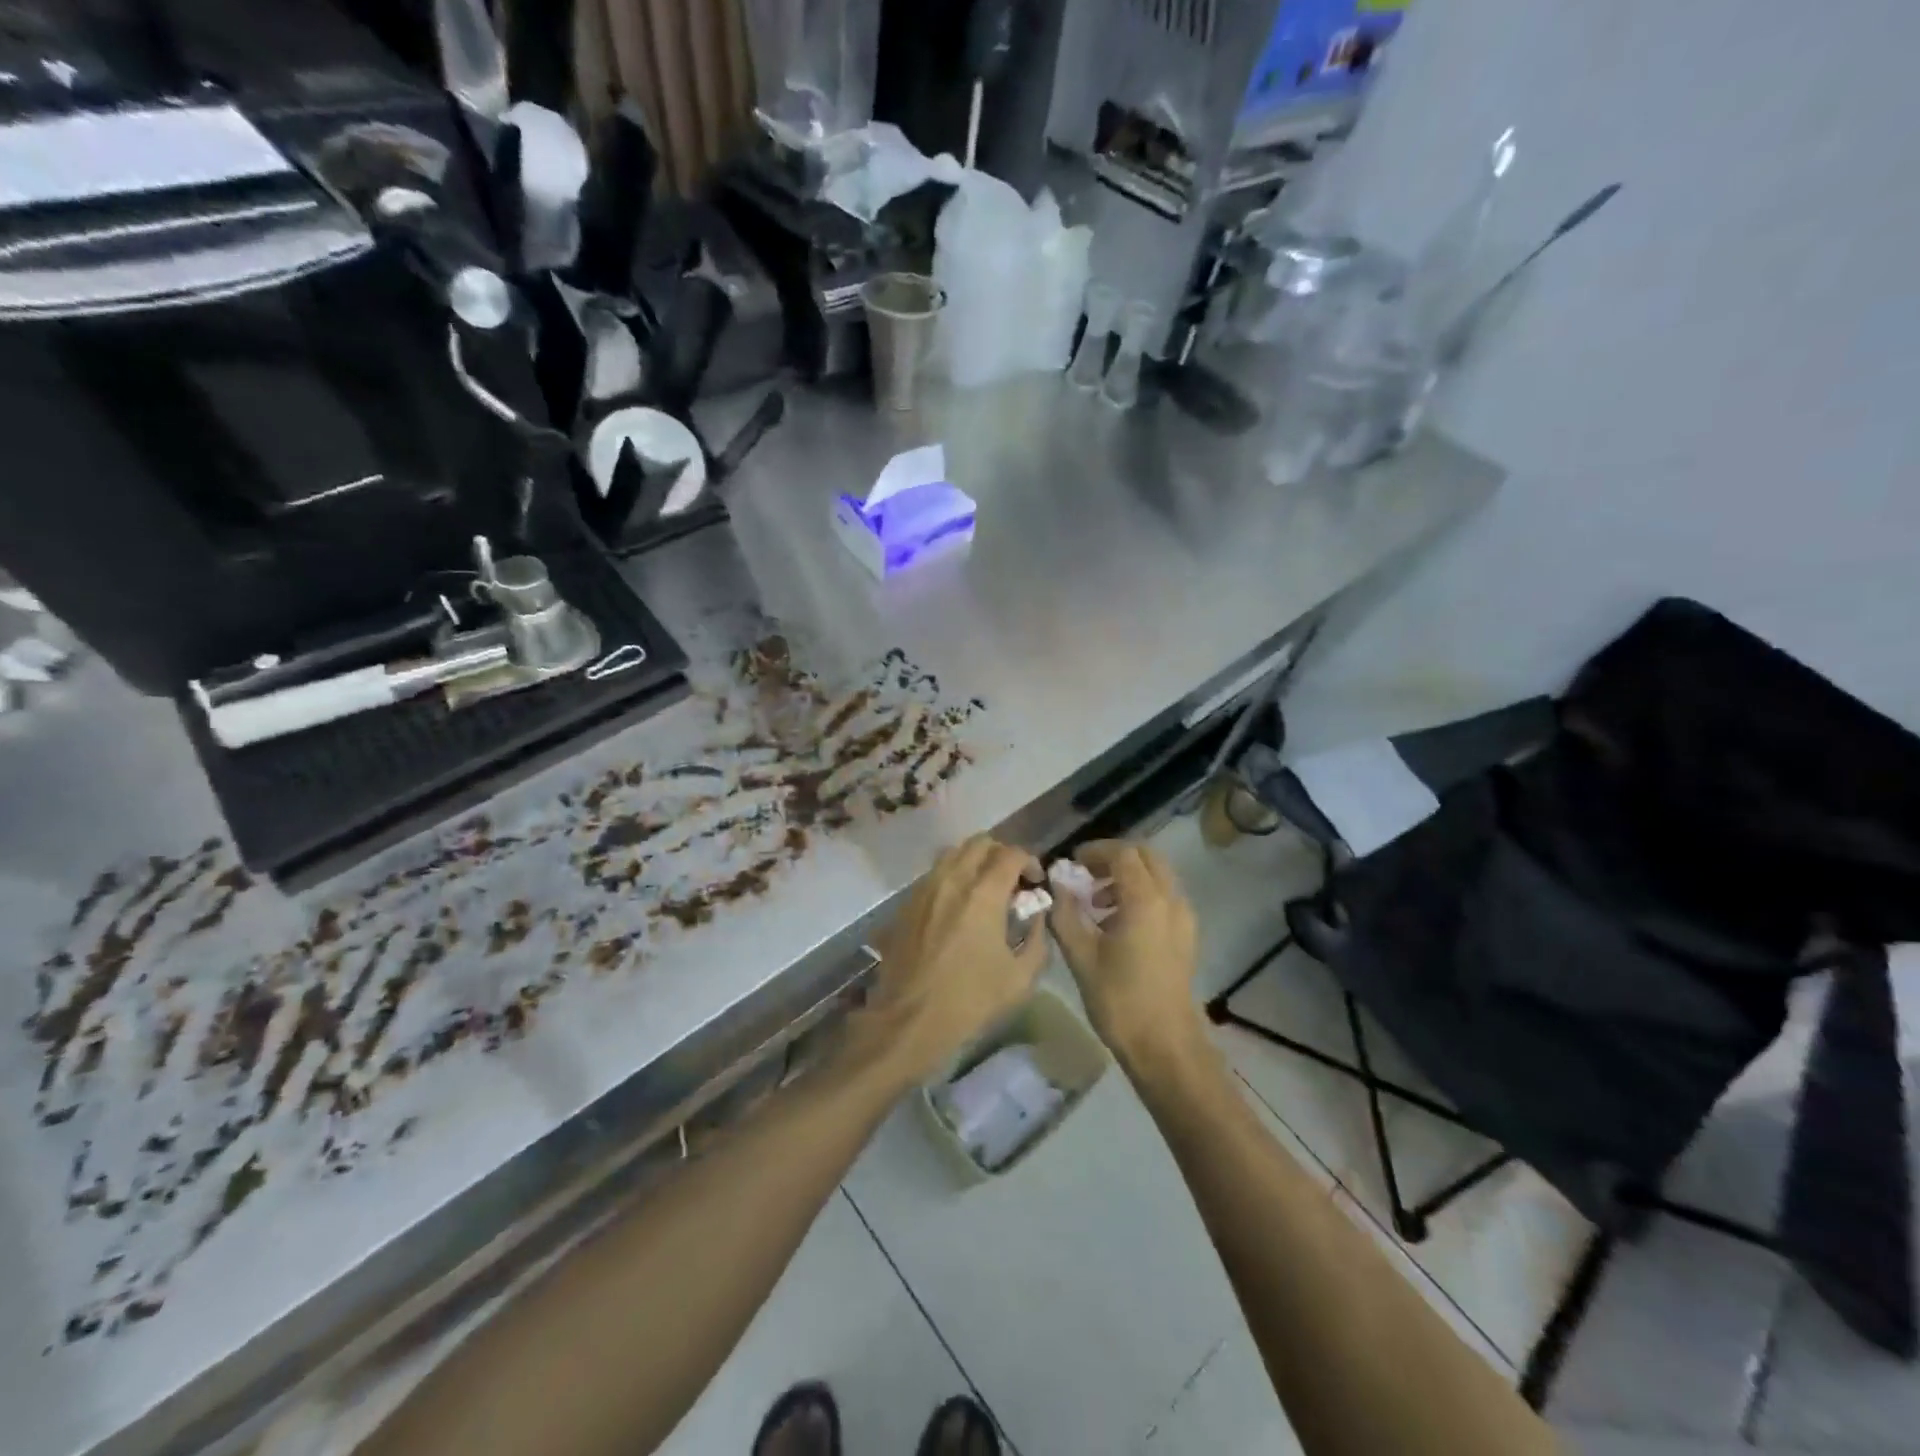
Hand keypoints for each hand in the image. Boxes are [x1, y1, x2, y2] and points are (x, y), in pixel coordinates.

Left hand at [845, 836, 1047, 1088]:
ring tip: (985, 890)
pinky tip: (957, 907)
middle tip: (1012, 881)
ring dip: (974, 862)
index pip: (1011, 854)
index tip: (1035, 883)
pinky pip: (933, 874)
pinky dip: (952, 878)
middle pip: (980, 843)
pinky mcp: (906, 903)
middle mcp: (952, 880)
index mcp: (983, 893)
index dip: (1029, 861)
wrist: (909, 1020)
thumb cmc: (970, 1000)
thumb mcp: (1021, 977)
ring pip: (953, 854)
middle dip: (1001, 854)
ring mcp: (924, 888)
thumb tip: (1037, 915)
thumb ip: (1037, 938)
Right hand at [1048, 840, 1200, 1069]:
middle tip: (1085, 875)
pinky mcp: (1186, 935)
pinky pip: (1164, 896)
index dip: (1095, 852)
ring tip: (1097, 903)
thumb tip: (1055, 884)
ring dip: (1128, 876)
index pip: (1122, 853)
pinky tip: (1117, 924)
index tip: (1071, 864)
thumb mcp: (1081, 956)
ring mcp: (1184, 917)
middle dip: (1114, 858)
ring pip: (1158, 875)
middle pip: (1146, 856)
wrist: (1165, 1046)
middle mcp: (1170, 900)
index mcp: (1145, 900)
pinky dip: (1141, 894)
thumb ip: (1065, 913)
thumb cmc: (1120, 1000)